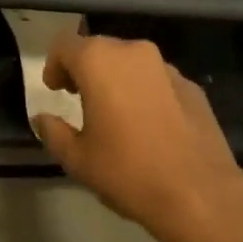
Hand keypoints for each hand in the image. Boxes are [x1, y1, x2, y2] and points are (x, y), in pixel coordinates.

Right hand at [33, 32, 242, 241]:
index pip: (64, 45)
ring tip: (116, 115)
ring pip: (130, 62)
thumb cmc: (128, 172)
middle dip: (85, 70)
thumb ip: (53, 132)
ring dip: (117, 79)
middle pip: (98, 49)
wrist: (200, 195)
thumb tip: (42, 118)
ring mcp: (166, 66)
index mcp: (98, 61)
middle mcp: (132, 51)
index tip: (55, 90)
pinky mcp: (191, 86)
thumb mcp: (78, 159)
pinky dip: (146, 92)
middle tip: (80, 100)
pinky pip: (157, 80)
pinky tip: (150, 126)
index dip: (54, 65)